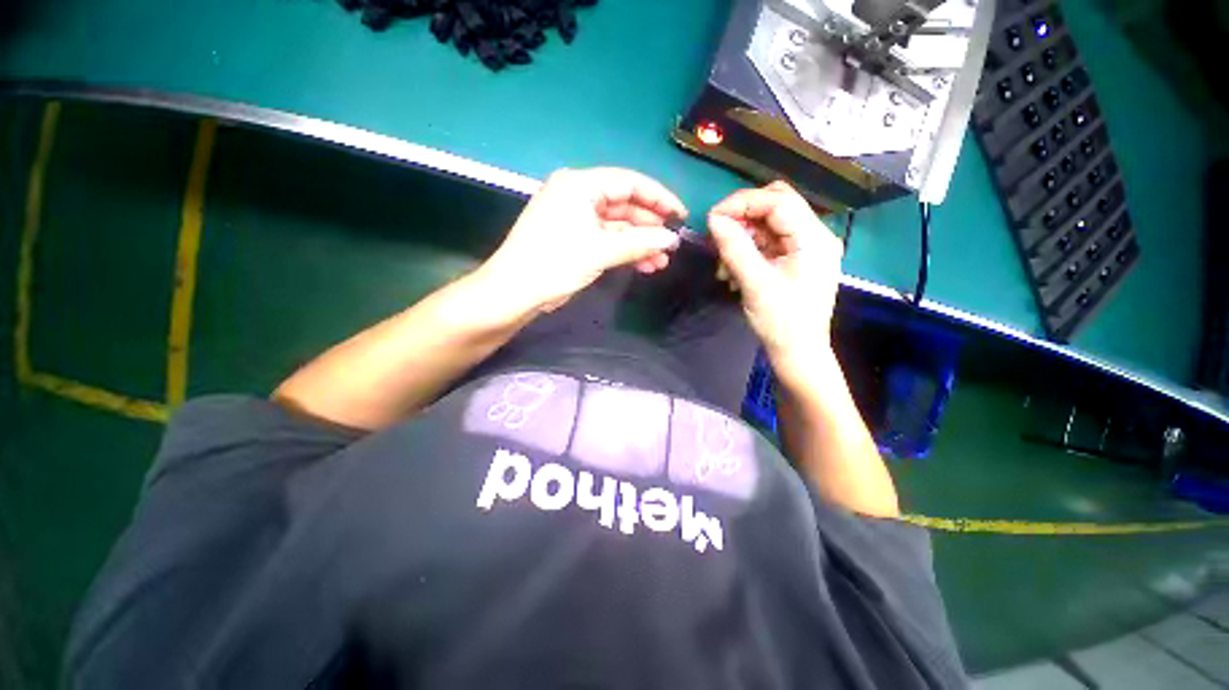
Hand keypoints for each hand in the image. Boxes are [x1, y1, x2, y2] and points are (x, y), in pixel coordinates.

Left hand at [479, 168, 685, 313]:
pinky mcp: (576, 240)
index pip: (628, 182)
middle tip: (672, 244)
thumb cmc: (553, 263)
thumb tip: (672, 239)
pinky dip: (626, 252)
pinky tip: (645, 265)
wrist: (515, 292)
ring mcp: (577, 220)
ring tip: (662, 261)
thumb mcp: (599, 251)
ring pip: (618, 227)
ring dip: (640, 243)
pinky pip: (608, 241)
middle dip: (650, 226)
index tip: (680, 215)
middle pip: (624, 205)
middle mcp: (578, 196)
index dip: (658, 197)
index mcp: (579, 185)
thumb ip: (638, 242)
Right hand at [707, 181, 843, 383]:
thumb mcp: (755, 284)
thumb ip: (735, 248)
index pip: (778, 201)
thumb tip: (714, 219)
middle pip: (776, 206)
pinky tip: (733, 271)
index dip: (743, 203)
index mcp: (814, 239)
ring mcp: (805, 248)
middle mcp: (815, 236)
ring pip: (768, 224)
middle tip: (718, 236)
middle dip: (742, 217)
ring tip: (724, 265)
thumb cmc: (781, 322)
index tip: (712, 218)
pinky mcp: (795, 259)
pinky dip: (747, 250)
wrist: (797, 353)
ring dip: (741, 238)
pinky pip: (767, 243)